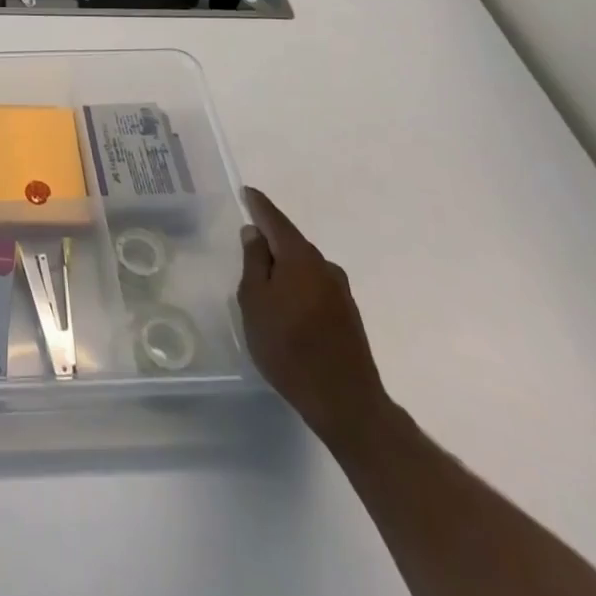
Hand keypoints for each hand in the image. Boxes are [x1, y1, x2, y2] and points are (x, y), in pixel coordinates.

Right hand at [238, 187, 391, 448]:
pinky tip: (287, 303)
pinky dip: (298, 284)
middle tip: (248, 239)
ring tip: (264, 277)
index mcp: (299, 257)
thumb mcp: (255, 301)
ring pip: (304, 266)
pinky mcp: (348, 315)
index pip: (275, 220)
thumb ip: (253, 262)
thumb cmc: (288, 347)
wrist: (345, 403)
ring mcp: (340, 291)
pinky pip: (315, 285)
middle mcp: (324, 266)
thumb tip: (255, 233)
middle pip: (292, 242)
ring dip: (285, 265)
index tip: (247, 192)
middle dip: (271, 238)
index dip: (259, 205)